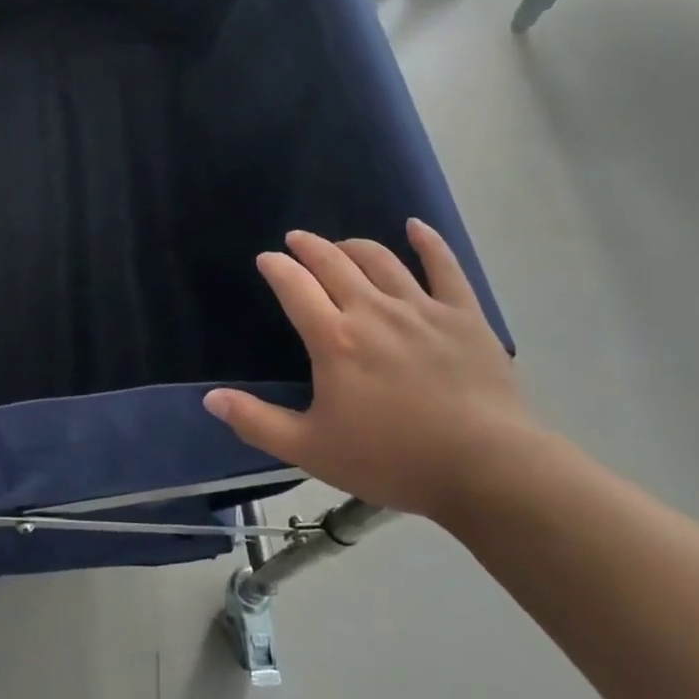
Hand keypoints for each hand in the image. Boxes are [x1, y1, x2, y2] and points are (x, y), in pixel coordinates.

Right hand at [203, 222, 532, 520]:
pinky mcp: (463, 315)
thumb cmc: (394, 460)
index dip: (276, 267)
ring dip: (353, 246)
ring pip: (380, 259)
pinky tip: (416, 227)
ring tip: (341, 246)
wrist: (489, 472)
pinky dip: (427, 242)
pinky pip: (444, 266)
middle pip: (332, 261)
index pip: (294, 285)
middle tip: (296, 241)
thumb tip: (210, 399)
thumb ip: (257, 422)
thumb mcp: (312, 450)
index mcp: (334, 338)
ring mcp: (421, 308)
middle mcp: (372, 310)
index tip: (267, 260)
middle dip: (308, 246)